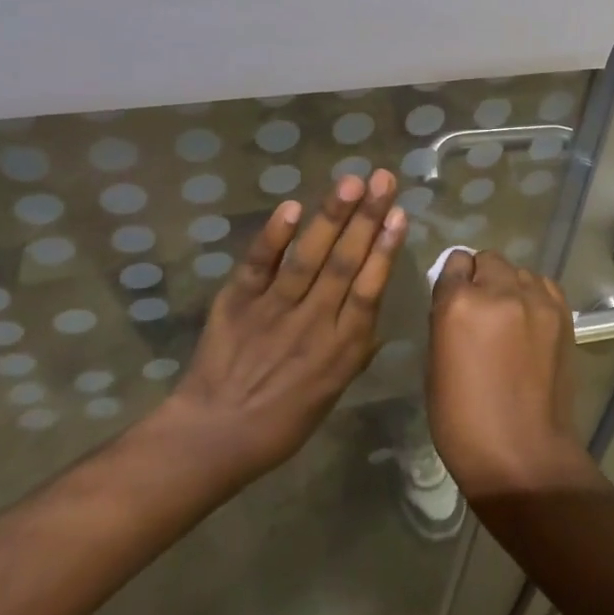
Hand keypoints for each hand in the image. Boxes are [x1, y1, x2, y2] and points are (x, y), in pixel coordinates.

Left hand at [152, 169, 405, 485]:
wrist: (214, 436)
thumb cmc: (282, 420)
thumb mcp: (333, 392)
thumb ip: (354, 348)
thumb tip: (373, 311)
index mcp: (341, 348)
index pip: (369, 288)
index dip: (385, 248)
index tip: (399, 213)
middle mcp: (313, 322)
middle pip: (345, 262)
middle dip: (367, 217)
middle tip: (383, 178)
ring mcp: (274, 309)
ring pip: (309, 257)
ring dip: (331, 216)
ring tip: (350, 181)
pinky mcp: (238, 302)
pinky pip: (259, 264)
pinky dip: (275, 236)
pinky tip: (292, 207)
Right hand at [426, 251, 600, 501]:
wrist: (523, 455)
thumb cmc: (464, 420)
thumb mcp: (436, 364)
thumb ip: (446, 320)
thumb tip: (457, 301)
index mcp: (459, 304)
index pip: (455, 262)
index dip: (454, 279)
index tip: (455, 297)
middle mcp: (500, 291)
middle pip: (489, 259)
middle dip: (482, 277)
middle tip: (482, 310)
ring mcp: (536, 301)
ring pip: (519, 271)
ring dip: (509, 286)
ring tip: (509, 318)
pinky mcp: (563, 315)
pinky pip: (544, 286)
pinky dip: (534, 296)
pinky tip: (530, 322)